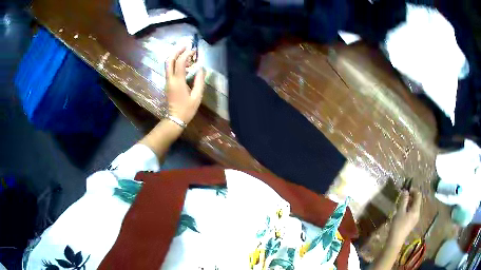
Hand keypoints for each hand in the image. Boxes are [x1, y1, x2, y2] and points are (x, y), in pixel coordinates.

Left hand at [165, 47, 205, 123]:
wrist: (175, 119)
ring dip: (176, 57)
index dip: (187, 54)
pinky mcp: (168, 84)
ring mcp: (167, 81)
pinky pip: (170, 70)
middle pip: (169, 60)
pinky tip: (185, 66)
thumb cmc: (187, 109)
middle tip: (186, 46)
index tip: (194, 50)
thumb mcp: (197, 96)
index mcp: (178, 81)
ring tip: (188, 56)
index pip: (180, 62)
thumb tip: (201, 69)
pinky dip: (176, 64)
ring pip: (168, 64)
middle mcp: (170, 79)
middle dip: (177, 51)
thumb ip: (199, 81)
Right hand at [389, 189, 421, 245]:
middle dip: (411, 197)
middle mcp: (418, 213)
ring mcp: (415, 219)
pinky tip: (402, 212)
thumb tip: (405, 191)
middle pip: (417, 201)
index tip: (406, 190)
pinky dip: (408, 209)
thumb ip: (403, 201)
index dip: (413, 191)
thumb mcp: (399, 212)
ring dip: (409, 203)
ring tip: (401, 203)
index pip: (418, 195)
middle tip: (403, 196)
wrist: (395, 241)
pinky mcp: (411, 223)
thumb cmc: (398, 225)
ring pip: (414, 207)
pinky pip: (412, 212)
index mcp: (416, 210)